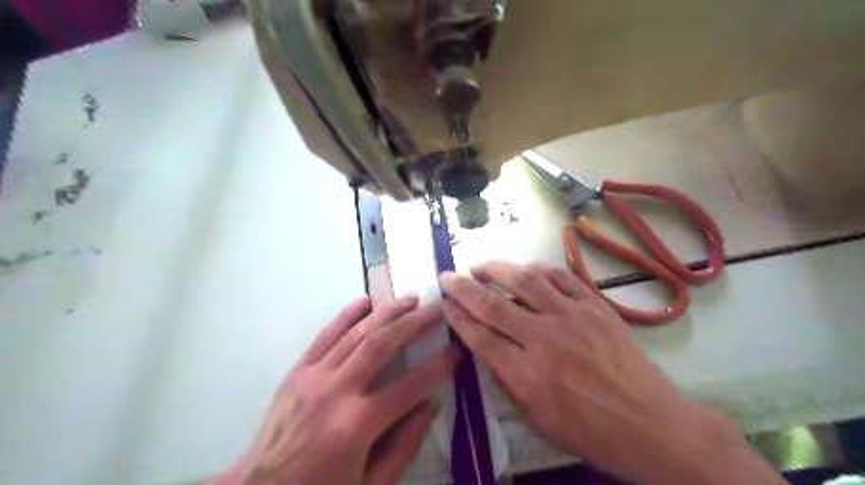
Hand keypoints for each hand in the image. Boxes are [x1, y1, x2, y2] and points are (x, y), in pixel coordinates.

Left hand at [213, 294, 459, 483]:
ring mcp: (313, 377)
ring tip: (409, 298)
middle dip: (413, 323)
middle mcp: (336, 392)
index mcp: (357, 425)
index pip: (409, 386)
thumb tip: (431, 404)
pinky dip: (346, 316)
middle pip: (381, 345)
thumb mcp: (371, 484)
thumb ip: (404, 444)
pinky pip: (324, 336)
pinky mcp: (297, 372)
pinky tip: (364, 301)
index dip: (437, 367)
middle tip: (436, 309)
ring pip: (356, 333)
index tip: (455, 351)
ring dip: (386, 312)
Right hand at [440, 261, 777, 484]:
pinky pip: (561, 277)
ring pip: (525, 280)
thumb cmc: (590, 431)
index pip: (479, 335)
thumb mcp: (537, 417)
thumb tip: (488, 347)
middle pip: (493, 303)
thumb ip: (507, 378)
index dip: (457, 316)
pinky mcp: (594, 305)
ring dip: (497, 268)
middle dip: (464, 287)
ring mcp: (572, 316)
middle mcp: (544, 337)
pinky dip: (538, 268)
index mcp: (527, 373)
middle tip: (448, 275)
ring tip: (481, 266)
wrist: (651, 424)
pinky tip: (526, 268)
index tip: (444, 302)